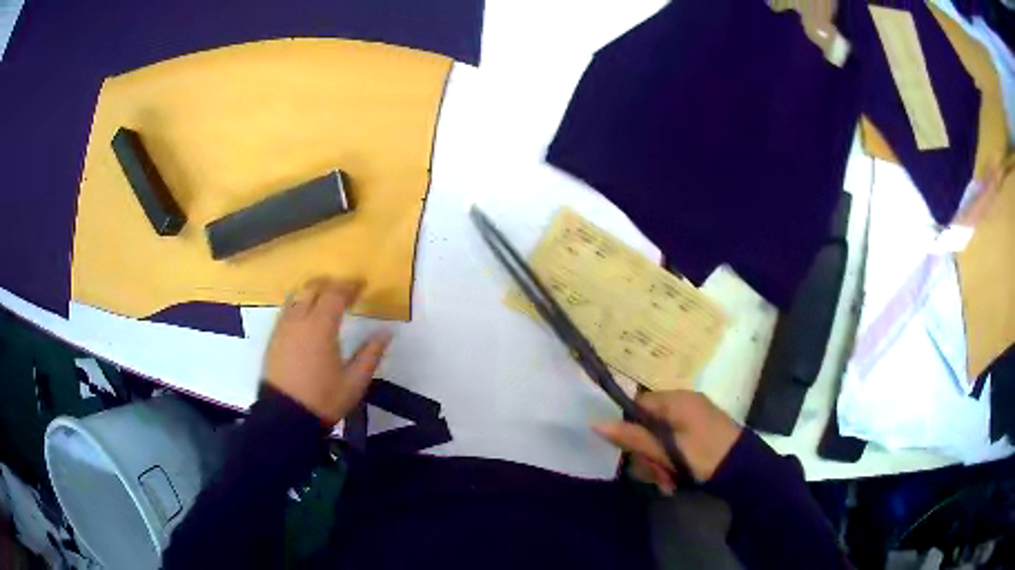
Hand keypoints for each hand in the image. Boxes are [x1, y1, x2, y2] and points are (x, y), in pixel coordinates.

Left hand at [263, 277, 391, 425]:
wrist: (285, 416)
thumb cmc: (323, 399)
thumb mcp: (354, 382)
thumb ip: (371, 354)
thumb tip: (387, 332)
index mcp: (321, 327)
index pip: (335, 294)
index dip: (350, 286)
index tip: (362, 285)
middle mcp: (299, 320)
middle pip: (313, 287)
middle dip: (330, 284)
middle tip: (345, 289)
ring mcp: (283, 327)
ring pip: (297, 295)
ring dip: (312, 291)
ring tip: (325, 298)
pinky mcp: (273, 337)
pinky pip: (286, 309)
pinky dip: (299, 303)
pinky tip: (306, 316)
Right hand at [593, 391, 741, 492]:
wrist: (744, 469)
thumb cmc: (705, 455)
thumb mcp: (667, 450)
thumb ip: (633, 437)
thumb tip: (595, 423)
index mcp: (676, 400)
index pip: (637, 406)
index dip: (629, 429)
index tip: (631, 454)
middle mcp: (683, 404)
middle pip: (647, 426)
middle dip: (647, 455)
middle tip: (655, 476)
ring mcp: (692, 418)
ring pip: (658, 439)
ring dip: (658, 463)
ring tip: (667, 483)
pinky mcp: (698, 432)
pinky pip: (673, 444)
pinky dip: (670, 462)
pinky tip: (674, 481)